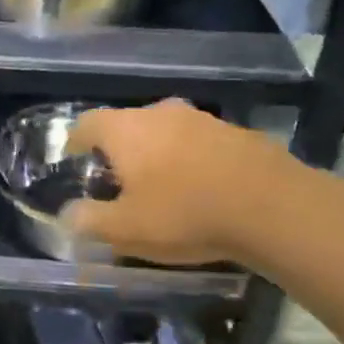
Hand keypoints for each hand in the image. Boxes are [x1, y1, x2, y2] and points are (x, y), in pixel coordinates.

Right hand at [60, 98, 301, 265]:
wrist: (275, 207)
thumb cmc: (185, 214)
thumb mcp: (126, 230)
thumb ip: (90, 221)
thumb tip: (68, 215)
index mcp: (125, 130)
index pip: (86, 124)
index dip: (75, 142)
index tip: (74, 162)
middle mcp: (160, 114)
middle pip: (127, 126)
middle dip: (119, 151)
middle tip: (118, 182)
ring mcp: (203, 120)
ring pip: (167, 133)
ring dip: (159, 154)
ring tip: (163, 188)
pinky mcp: (239, 133)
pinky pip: (202, 144)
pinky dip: (193, 161)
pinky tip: (204, 191)